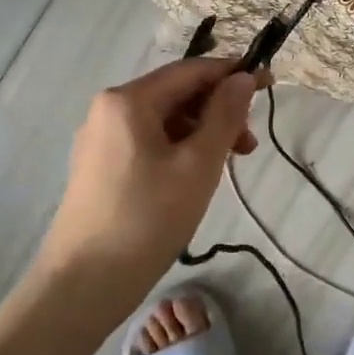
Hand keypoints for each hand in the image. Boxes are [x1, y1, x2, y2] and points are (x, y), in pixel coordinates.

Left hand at [32, 56, 261, 302]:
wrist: (84, 284)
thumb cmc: (148, 218)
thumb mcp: (198, 165)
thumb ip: (224, 115)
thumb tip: (242, 78)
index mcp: (128, 100)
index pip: (190, 71)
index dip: (232, 74)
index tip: (269, 85)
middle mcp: (107, 109)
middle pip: (175, 94)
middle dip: (217, 111)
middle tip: (249, 146)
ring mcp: (99, 139)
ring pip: (162, 120)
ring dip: (200, 133)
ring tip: (227, 165)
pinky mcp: (98, 166)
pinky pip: (146, 142)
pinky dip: (177, 149)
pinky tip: (194, 176)